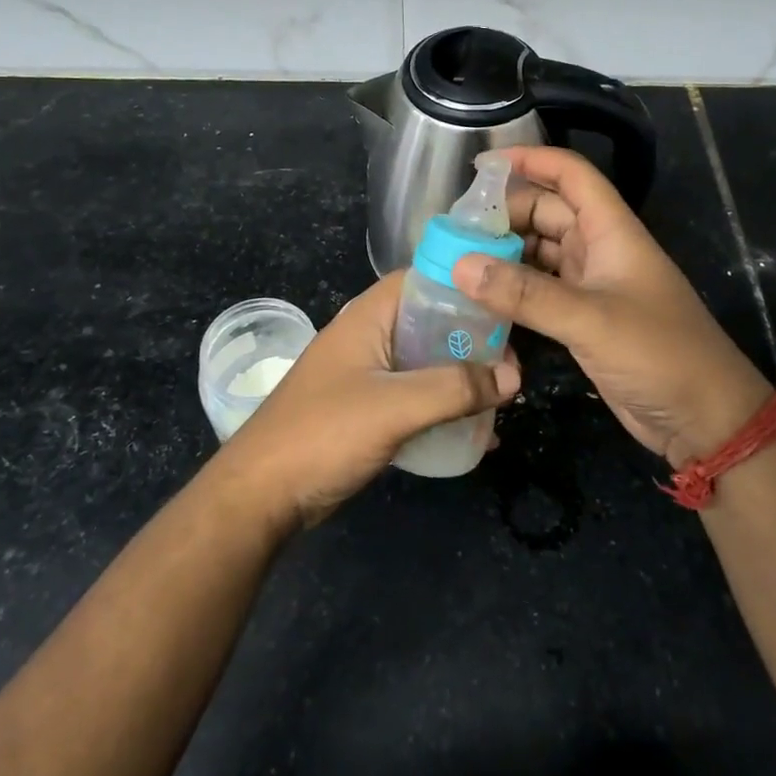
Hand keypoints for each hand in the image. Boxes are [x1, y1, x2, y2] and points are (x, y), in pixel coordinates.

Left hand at [208, 272, 520, 530]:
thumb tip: (514, 376)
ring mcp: (365, 375)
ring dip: (461, 376)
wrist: (261, 496)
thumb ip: (454, 388)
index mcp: (367, 318)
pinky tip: (475, 431)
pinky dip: (444, 406)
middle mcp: (367, 338)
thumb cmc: (324, 434)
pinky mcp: (366, 410)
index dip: (464, 285)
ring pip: (425, 362)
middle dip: (472, 339)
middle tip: (512, 364)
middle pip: (429, 322)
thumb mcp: (394, 406)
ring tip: (502, 396)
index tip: (506, 306)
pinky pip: (415, 397)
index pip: (422, 279)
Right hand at [453, 146, 773, 469]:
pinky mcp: (582, 318)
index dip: (530, 161)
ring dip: (503, 252)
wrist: (705, 419)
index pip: (570, 175)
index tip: (480, 166)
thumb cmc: (659, 355)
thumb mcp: (591, 320)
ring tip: (455, 259)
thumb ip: (525, 294)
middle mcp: (599, 249)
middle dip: (504, 214)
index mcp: (611, 231)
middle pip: (546, 212)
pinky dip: (511, 289)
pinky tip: (479, 297)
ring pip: (538, 252)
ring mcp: (590, 285)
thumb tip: (459, 266)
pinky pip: (538, 289)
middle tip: (454, 229)